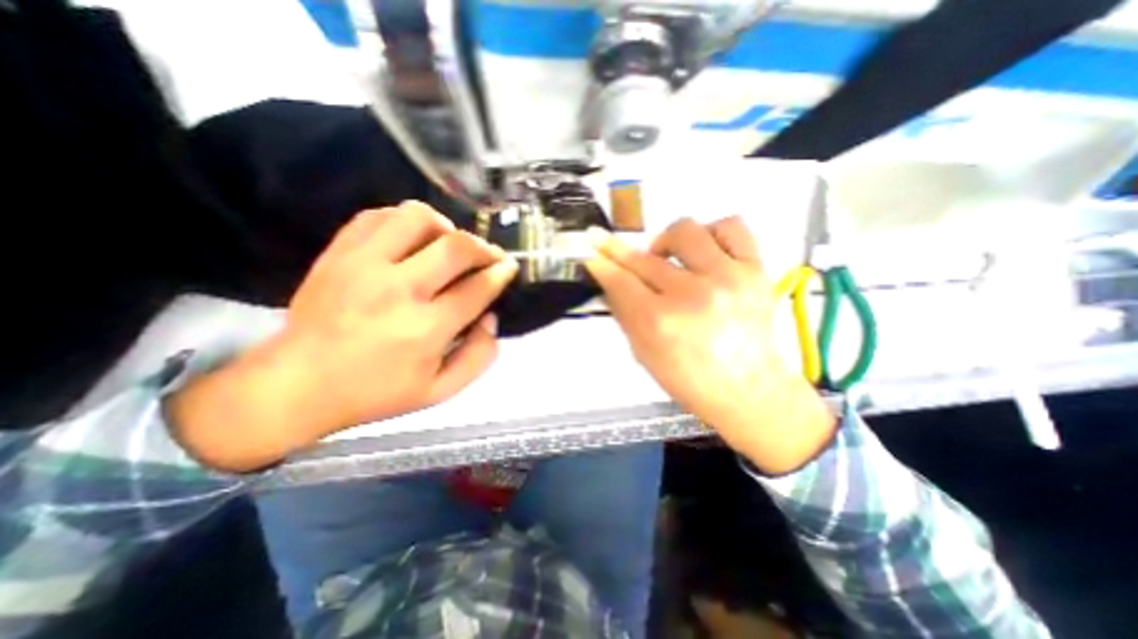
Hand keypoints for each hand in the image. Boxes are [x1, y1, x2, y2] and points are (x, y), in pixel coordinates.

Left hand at [168, 202, 518, 470]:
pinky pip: (379, 216)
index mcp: (425, 329)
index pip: (477, 288)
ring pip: (417, 218)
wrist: (297, 384)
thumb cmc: (376, 393)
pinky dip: (405, 221)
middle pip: (455, 247)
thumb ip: (479, 357)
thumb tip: (491, 318)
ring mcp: (363, 265)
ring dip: (445, 227)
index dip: (500, 273)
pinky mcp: (339, 253)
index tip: (508, 268)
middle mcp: (398, 290)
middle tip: (489, 256)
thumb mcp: (441, 391)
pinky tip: (412, 240)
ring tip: (447, 245)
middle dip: (483, 248)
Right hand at [587, 219, 834, 472]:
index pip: (620, 280)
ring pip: (685, 231)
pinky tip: (704, 251)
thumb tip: (608, 280)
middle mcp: (692, 295)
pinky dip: (712, 232)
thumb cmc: (689, 380)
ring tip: (668, 259)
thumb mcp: (643, 353)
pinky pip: (732, 226)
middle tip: (612, 248)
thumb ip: (624, 312)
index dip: (601, 263)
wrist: (748, 390)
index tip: (592, 252)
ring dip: (666, 242)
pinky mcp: (756, 270)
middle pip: (644, 258)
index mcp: (660, 323)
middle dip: (619, 251)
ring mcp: (728, 278)